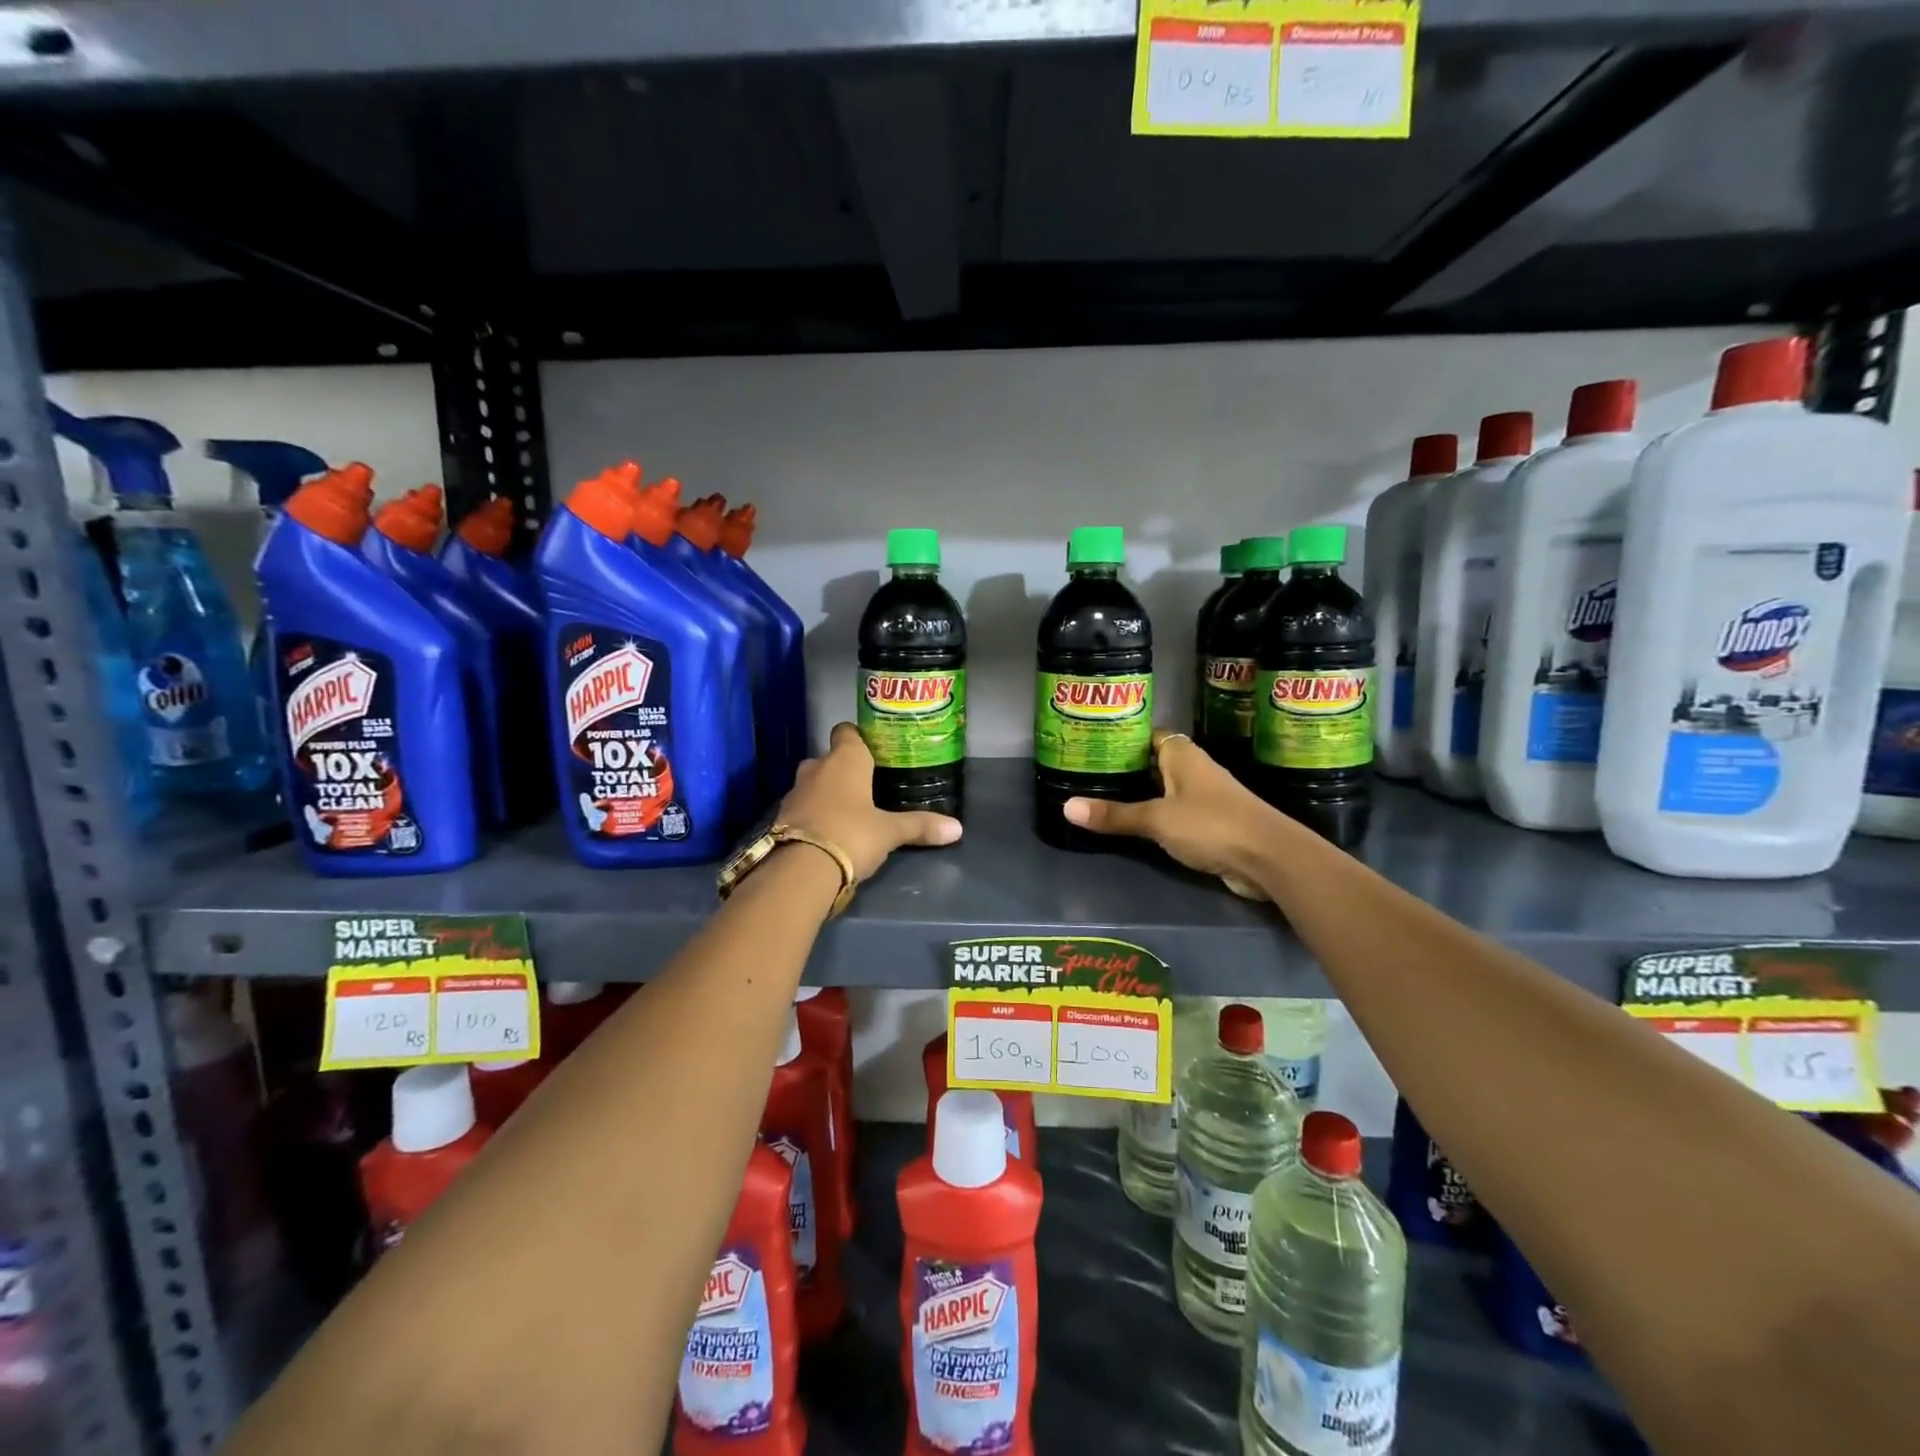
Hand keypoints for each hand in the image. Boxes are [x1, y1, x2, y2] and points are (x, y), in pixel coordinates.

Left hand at [776, 722, 962, 881]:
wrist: (800, 870)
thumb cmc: (852, 834)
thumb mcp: (890, 832)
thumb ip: (920, 826)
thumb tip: (957, 829)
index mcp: (845, 760)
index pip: (846, 731)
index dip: (857, 737)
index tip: (872, 749)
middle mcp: (816, 768)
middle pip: (829, 758)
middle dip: (843, 769)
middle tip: (865, 786)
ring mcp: (795, 792)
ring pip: (813, 783)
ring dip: (826, 793)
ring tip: (848, 812)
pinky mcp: (781, 818)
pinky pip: (802, 807)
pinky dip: (813, 815)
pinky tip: (827, 831)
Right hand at [1063, 731, 1285, 898]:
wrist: (1270, 859)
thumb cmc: (1212, 824)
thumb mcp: (1157, 819)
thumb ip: (1114, 815)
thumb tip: (1066, 808)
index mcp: (1182, 753)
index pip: (1145, 734)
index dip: (1120, 737)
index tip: (1089, 744)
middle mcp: (1193, 769)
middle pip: (1151, 762)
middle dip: (1122, 768)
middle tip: (1083, 773)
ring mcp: (1203, 796)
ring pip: (1161, 789)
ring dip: (1137, 794)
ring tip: (1097, 797)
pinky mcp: (1209, 823)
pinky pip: (1172, 813)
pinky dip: (1152, 817)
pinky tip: (1130, 825)